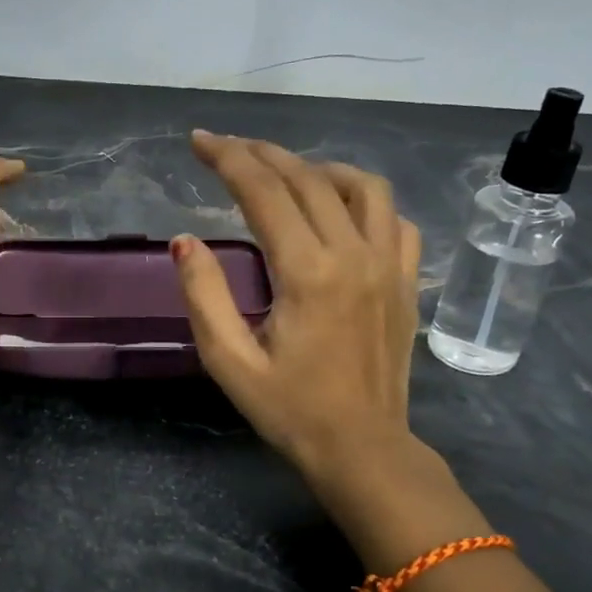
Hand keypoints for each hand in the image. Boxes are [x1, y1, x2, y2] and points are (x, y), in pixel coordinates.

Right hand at [171, 132, 469, 546]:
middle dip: (262, 153)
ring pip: (361, 186)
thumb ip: (204, 295)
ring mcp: (389, 265)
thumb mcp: (230, 361)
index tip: (199, 141)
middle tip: (227, 147)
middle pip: (307, 178)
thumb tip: (185, 240)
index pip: (263, 192)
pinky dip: (364, 200)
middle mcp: (354, 255)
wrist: (363, 450)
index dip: (228, 158)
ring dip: (318, 168)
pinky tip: (341, 211)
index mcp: (307, 273)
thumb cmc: (290, 410)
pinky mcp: (407, 281)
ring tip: (285, 174)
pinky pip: (394, 218)